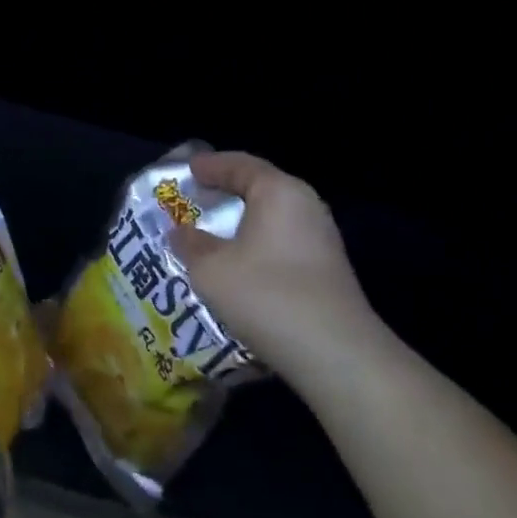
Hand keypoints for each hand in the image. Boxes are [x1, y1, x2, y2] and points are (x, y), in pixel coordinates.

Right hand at [171, 152, 384, 393]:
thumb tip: (180, 232)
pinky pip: (283, 241)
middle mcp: (305, 205)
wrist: (335, 353)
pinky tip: (241, 263)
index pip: (240, 164)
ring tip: (213, 231)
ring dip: (243, 221)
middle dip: (227, 191)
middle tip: (197, 197)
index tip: (187, 169)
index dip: (210, 165)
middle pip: (260, 187)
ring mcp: (321, 238)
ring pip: (273, 217)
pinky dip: (258, 242)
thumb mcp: (211, 269)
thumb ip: (191, 244)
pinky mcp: (327, 269)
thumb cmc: (266, 295)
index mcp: (278, 191)